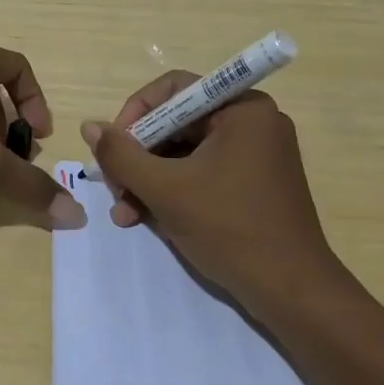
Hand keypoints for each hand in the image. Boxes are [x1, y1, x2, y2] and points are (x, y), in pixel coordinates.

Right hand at [81, 72, 343, 314]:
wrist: (294, 295)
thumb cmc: (231, 229)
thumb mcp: (166, 190)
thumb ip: (122, 155)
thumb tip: (89, 126)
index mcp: (242, 108)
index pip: (174, 89)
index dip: (135, 114)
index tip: (113, 147)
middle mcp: (252, 122)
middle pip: (177, 123)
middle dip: (139, 157)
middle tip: (115, 187)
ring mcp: (256, 154)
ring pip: (185, 152)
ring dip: (150, 179)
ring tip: (125, 212)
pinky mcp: (254, 183)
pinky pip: (202, 172)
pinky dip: (174, 191)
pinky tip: (147, 218)